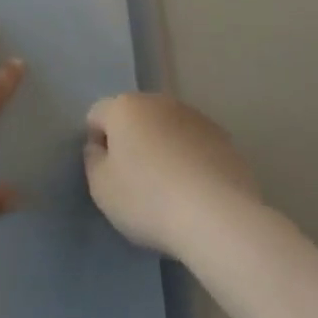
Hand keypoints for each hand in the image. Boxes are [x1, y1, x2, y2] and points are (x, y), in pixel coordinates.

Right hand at [84, 93, 257, 258]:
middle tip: (136, 182)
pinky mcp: (223, 137)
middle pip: (134, 117)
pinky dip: (190, 160)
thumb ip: (93, 161)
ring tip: (170, 190)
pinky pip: (194, 144)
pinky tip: (196, 192)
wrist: (218, 216)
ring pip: (167, 129)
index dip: (97, 143)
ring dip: (163, 148)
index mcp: (124, 107)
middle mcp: (158, 101)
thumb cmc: (148, 199)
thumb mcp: (102, 189)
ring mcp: (194, 116)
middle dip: (131, 142)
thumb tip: (100, 148)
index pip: (98, 115)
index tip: (107, 174)